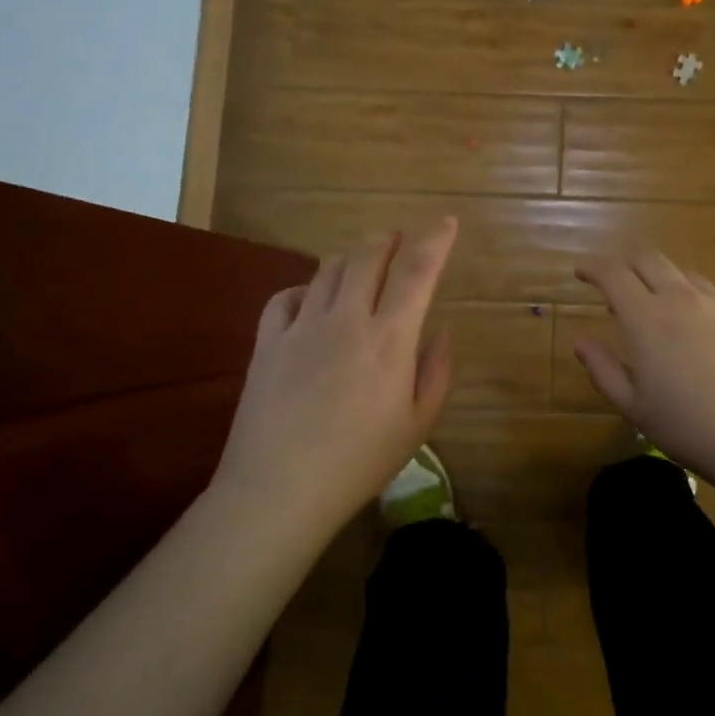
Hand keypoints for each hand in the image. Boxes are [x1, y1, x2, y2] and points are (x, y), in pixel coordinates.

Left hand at [214, 218, 457, 541]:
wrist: (278, 492)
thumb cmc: (359, 463)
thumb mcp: (417, 425)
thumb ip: (436, 372)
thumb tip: (441, 331)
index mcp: (389, 339)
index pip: (417, 272)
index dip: (435, 241)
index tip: (447, 222)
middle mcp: (346, 319)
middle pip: (368, 257)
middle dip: (388, 240)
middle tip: (398, 238)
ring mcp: (301, 327)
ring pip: (328, 269)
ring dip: (351, 257)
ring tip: (362, 262)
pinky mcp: (267, 343)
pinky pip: (285, 297)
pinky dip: (305, 288)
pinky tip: (311, 298)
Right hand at [573, 253, 714, 473]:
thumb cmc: (691, 428)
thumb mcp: (635, 407)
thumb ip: (603, 369)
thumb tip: (581, 342)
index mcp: (646, 318)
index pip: (612, 274)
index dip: (593, 268)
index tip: (581, 273)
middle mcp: (680, 298)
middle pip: (648, 260)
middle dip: (627, 267)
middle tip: (619, 290)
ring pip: (683, 274)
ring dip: (664, 283)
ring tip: (663, 312)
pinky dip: (698, 297)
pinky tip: (703, 323)